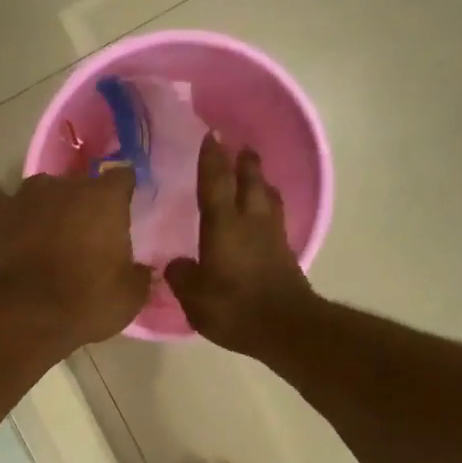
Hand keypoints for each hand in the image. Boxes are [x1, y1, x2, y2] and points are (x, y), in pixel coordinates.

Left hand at [0, 168, 150, 346]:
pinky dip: (14, 220)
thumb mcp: (130, 298)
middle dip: (83, 206)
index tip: (123, 212)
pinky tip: (16, 241)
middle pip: (80, 186)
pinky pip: (9, 208)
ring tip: (47, 239)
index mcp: (105, 198)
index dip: (123, 194)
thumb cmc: (86, 302)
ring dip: (48, 210)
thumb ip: (140, 275)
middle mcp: (65, 186)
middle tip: (85, 237)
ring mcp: (24, 196)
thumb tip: (143, 270)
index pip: (122, 178)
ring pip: (42, 194)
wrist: (24, 315)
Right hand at [164, 134, 314, 351]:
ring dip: (261, 181)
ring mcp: (272, 236)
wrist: (285, 327)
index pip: (216, 183)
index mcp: (224, 225)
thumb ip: (182, 276)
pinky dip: (269, 207)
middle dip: (244, 162)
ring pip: (269, 197)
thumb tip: (176, 264)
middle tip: (240, 147)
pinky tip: (264, 215)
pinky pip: (276, 218)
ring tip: (255, 175)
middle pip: (251, 181)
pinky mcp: (285, 253)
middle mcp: (251, 222)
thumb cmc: (234, 308)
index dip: (212, 159)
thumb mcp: (195, 297)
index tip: (211, 135)